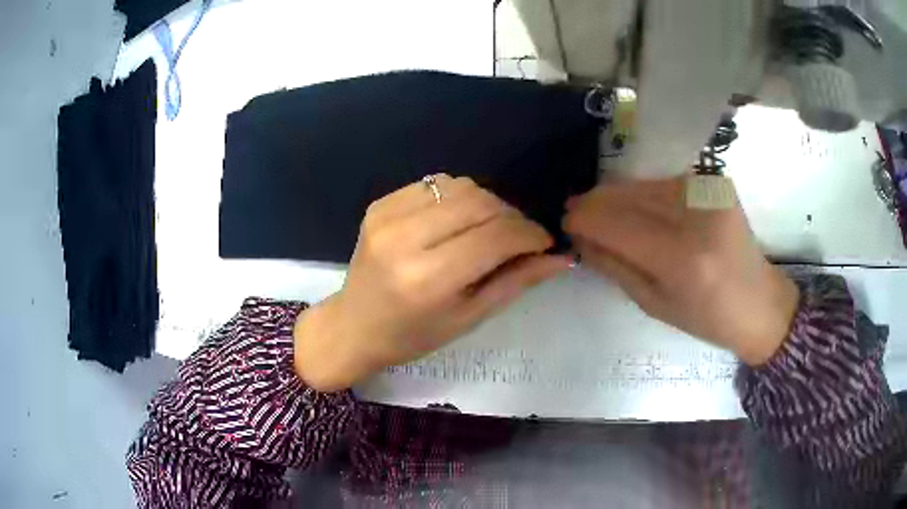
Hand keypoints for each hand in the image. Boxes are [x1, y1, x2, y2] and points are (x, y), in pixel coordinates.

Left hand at [294, 175, 570, 390]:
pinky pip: (435, 183)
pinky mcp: (380, 204)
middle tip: (519, 239)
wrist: (354, 325)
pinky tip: (455, 222)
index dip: (530, 234)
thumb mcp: (469, 317)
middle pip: (481, 203)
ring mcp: (387, 216)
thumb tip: (561, 257)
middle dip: (512, 217)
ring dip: (486, 204)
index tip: (544, 242)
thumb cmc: (413, 335)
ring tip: (488, 230)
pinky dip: (457, 197)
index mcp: (428, 279)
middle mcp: (405, 239)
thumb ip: (516, 282)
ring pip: (461, 185)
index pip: (496, 237)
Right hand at [563, 176, 799, 365]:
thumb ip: (614, 266)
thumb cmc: (706, 318)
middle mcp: (697, 217)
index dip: (585, 219)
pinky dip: (645, 192)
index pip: (618, 225)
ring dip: (618, 195)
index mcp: (683, 260)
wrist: (759, 302)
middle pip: (630, 197)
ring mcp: (710, 193)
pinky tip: (637, 205)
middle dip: (596, 202)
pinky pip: (666, 181)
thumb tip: (580, 238)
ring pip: (645, 183)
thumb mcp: (654, 304)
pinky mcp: (717, 182)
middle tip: (576, 210)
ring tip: (601, 208)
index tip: (565, 221)